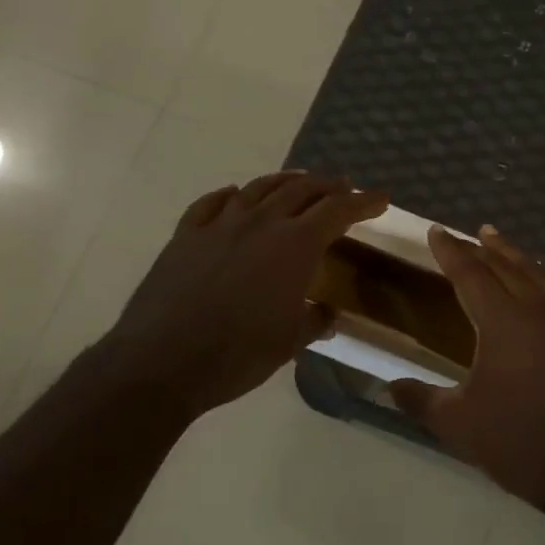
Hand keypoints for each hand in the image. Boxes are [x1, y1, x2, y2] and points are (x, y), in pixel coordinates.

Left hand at [105, 171, 387, 416]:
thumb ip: (314, 320)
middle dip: (327, 187)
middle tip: (343, 188)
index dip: (362, 204)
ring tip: (298, 183)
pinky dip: (231, 195)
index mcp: (294, 246)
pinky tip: (235, 196)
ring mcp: (219, 226)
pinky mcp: (186, 236)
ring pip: (258, 189)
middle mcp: (260, 223)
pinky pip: (212, 204)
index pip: (337, 212)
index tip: (380, 199)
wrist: (164, 361)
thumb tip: (326, 313)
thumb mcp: (290, 341)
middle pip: (301, 190)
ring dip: (285, 182)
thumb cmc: (240, 354)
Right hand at [391, 227, 544, 510]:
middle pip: (502, 268)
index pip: (468, 275)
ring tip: (494, 237)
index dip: (449, 252)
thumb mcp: (456, 423)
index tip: (436, 232)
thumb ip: (419, 399)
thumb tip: (389, 386)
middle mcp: (534, 308)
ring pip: (537, 273)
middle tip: (461, 236)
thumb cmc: (515, 440)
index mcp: (499, 322)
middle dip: (478, 249)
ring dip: (514, 254)